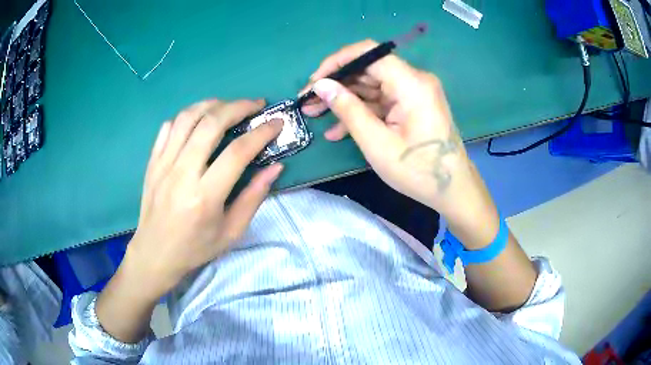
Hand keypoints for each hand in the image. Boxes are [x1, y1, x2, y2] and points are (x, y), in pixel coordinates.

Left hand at [125, 99, 283, 297]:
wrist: (155, 253)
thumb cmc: (195, 248)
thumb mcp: (232, 232)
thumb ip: (254, 198)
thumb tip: (275, 167)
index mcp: (205, 197)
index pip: (237, 153)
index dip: (261, 133)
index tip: (276, 123)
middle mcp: (181, 174)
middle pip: (210, 124)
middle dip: (238, 107)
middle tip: (256, 105)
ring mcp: (163, 165)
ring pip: (187, 118)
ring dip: (212, 104)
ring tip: (228, 105)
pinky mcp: (152, 162)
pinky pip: (168, 127)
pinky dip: (186, 116)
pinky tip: (198, 120)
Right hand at [301, 40, 498, 247]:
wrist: (453, 190)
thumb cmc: (418, 171)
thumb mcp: (377, 142)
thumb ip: (348, 109)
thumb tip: (321, 86)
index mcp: (411, 83)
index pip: (369, 53)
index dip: (336, 62)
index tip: (314, 81)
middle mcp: (414, 80)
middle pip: (368, 69)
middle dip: (336, 85)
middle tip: (308, 102)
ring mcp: (414, 93)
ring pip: (371, 86)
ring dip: (344, 100)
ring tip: (314, 114)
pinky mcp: (412, 105)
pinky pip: (382, 102)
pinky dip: (361, 112)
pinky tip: (337, 130)